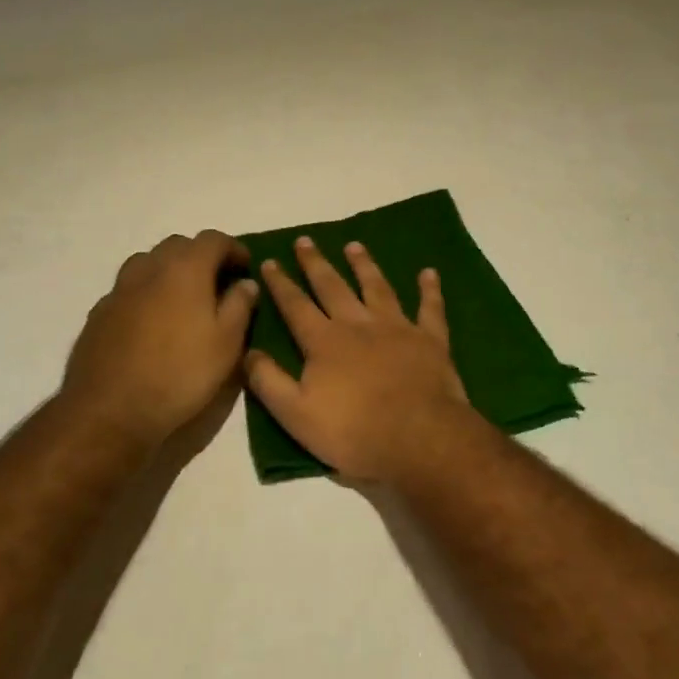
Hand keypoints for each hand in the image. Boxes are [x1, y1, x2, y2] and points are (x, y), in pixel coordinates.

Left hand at [60, 231, 260, 447]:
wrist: (109, 411)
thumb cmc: (180, 374)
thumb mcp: (227, 343)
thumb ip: (240, 306)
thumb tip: (246, 283)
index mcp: (184, 268)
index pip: (213, 239)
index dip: (234, 248)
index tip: (246, 267)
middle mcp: (149, 268)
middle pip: (178, 245)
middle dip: (201, 257)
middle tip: (218, 283)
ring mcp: (119, 289)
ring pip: (149, 264)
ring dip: (170, 272)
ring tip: (185, 300)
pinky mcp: (99, 313)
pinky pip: (130, 290)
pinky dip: (147, 294)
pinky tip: (153, 324)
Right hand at [245, 238, 482, 483]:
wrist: (419, 438)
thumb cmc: (354, 432)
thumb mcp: (296, 415)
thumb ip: (269, 381)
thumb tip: (248, 351)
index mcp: (324, 342)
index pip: (296, 306)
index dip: (280, 284)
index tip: (270, 261)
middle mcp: (358, 324)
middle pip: (333, 286)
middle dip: (316, 263)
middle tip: (305, 240)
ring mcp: (397, 327)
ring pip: (377, 287)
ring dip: (364, 265)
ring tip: (354, 245)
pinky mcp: (430, 339)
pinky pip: (430, 308)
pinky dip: (429, 289)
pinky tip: (428, 273)